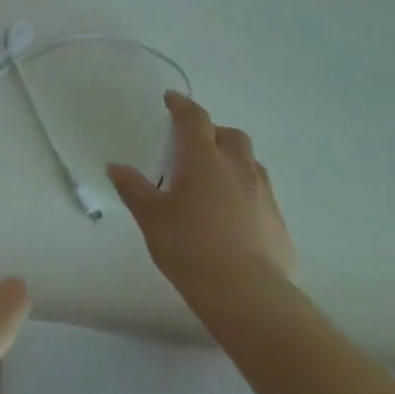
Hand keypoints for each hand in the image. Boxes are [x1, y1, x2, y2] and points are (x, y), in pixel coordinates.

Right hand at [108, 91, 296, 314]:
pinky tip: (232, 215)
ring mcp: (263, 196)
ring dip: (233, 160)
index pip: (194, 119)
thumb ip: (134, 188)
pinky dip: (245, 192)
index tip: (171, 99)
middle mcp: (238, 169)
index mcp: (203, 160)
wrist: (246, 294)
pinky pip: (262, 194)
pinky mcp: (278, 223)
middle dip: (213, 131)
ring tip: (214, 178)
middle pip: (231, 135)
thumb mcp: (151, 217)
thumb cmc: (190, 247)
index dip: (182, 105)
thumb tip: (116, 166)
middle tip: (193, 144)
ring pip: (251, 163)